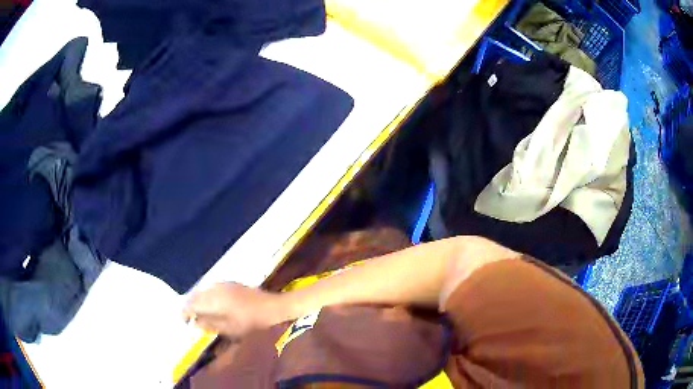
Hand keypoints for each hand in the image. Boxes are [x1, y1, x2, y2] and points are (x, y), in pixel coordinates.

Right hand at [182, 282, 284, 338]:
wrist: (272, 307)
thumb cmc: (251, 322)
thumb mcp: (230, 328)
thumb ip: (210, 324)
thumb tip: (194, 322)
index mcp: (213, 299)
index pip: (192, 303)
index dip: (185, 312)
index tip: (185, 322)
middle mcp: (215, 288)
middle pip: (196, 295)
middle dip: (191, 306)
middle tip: (191, 319)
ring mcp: (223, 284)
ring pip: (203, 290)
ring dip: (199, 301)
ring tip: (200, 314)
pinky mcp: (231, 283)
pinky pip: (212, 288)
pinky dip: (208, 297)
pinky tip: (212, 306)